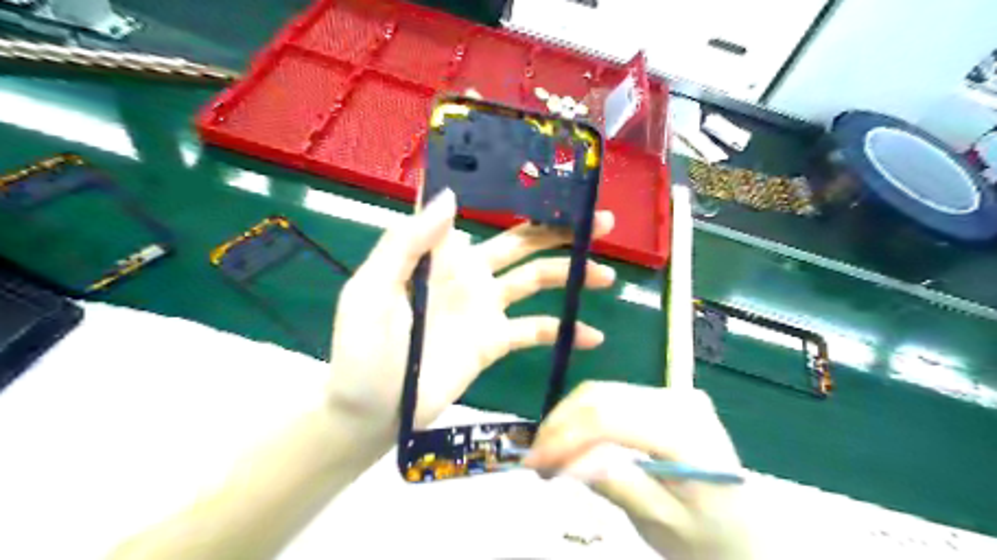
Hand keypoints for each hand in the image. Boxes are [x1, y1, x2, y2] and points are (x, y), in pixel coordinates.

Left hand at [325, 191, 615, 438]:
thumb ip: (407, 243)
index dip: (503, 187)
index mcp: (439, 253)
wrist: (372, 410)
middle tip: (602, 220)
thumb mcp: (372, 289)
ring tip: (606, 274)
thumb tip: (450, 195)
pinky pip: (535, 331)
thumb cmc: (362, 347)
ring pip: (537, 280)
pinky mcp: (495, 341)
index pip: (474, 208)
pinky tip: (590, 336)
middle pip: (522, 241)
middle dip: (559, 228)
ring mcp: (486, 307)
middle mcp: (469, 272)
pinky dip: (563, 331)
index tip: (544, 171)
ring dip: (571, 274)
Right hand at [524, 384, 751, 559]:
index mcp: (689, 434)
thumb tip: (564, 458)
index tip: (534, 462)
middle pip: (602, 397)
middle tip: (535, 460)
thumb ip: (616, 483)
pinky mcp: (664, 398)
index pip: (611, 418)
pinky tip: (573, 440)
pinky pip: (613, 399)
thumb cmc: (709, 541)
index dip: (565, 435)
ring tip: (548, 453)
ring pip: (602, 393)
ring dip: (568, 420)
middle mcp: (682, 401)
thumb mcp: (661, 524)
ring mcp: (675, 395)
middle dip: (560, 425)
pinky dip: (585, 417)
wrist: (747, 535)